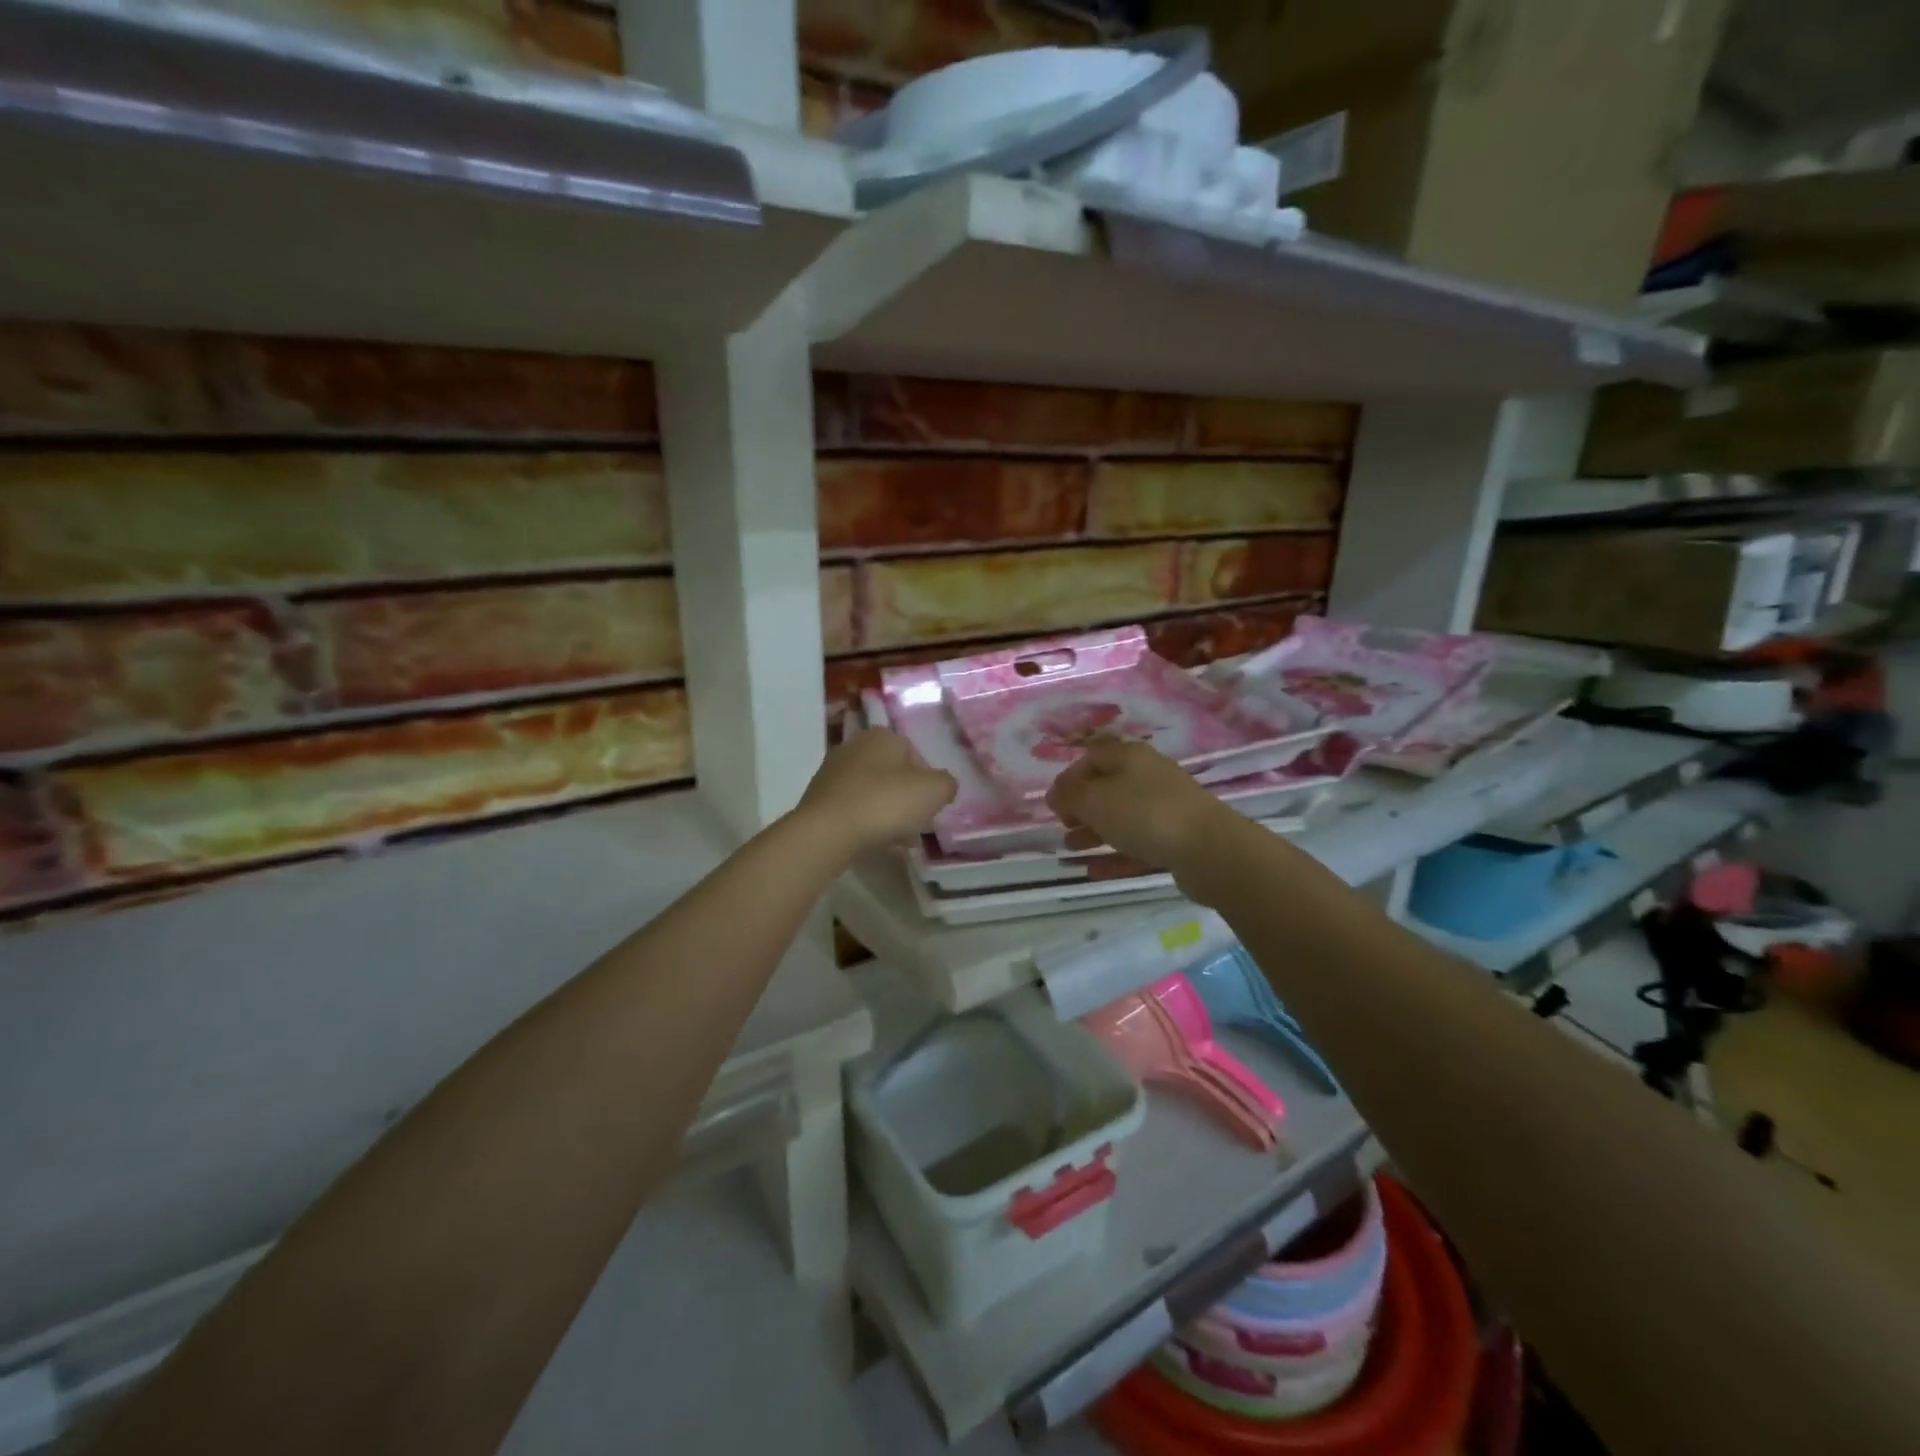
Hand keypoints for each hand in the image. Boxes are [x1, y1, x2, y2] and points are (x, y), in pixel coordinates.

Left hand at [796, 729, 956, 854]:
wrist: (828, 831)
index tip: (932, 807)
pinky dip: (866, 822)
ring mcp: (833, 772)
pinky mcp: (819, 798)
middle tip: (917, 824)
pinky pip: (853, 808)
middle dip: (907, 799)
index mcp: (883, 736)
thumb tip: (943, 786)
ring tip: (899, 841)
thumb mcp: (935, 791)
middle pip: (893, 774)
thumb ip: (947, 784)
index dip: (928, 783)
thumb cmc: (886, 802)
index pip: (916, 755)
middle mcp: (855, 745)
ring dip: (888, 813)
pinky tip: (876, 842)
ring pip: (872, 792)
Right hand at [1046, 738, 1233, 879]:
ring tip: (1072, 849)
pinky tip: (1094, 872)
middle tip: (1063, 827)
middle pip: (1107, 788)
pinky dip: (1115, 856)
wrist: (1211, 850)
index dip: (1068, 778)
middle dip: (1081, 807)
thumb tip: (1056, 794)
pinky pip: (1138, 844)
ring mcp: (1166, 808)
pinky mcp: (1176, 839)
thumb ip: (1069, 795)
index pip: (1091, 758)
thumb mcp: (1095, 800)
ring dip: (1094, 832)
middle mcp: (1149, 776)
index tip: (1053, 804)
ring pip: (1122, 817)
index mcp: (1130, 757)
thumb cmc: (1145, 815)